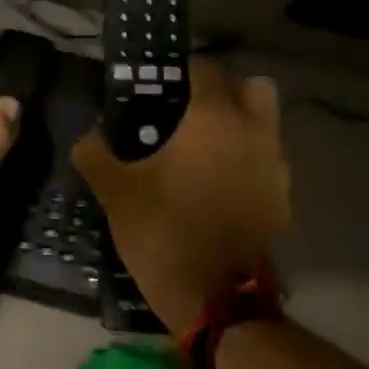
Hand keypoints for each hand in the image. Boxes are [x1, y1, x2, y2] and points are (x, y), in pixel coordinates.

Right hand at [72, 61, 289, 334]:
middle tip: (187, 116)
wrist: (216, 297)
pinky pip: (267, 163)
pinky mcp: (282, 199)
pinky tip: (217, 188)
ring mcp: (274, 167)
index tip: (156, 90)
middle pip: (251, 87)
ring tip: (201, 154)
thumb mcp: (115, 193)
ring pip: (265, 125)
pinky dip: (247, 163)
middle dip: (224, 92)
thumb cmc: (163, 232)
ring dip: (239, 127)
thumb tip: (86, 138)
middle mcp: (253, 133)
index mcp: (211, 121)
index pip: (204, 71)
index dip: (180, 74)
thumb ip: (95, 156)